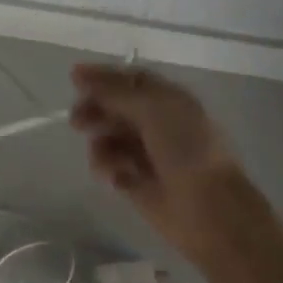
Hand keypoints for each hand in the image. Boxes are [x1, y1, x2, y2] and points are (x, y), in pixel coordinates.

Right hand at [70, 63, 246, 256]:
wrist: (208, 208)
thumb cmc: (185, 149)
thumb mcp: (151, 108)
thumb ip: (113, 91)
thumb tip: (79, 74)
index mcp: (168, 100)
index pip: (130, 79)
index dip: (103, 76)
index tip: (73, 78)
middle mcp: (158, 123)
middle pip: (116, 108)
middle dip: (95, 110)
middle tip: (76, 121)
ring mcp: (147, 154)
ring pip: (109, 138)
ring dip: (100, 143)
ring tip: (102, 157)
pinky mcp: (137, 183)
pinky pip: (111, 167)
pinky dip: (107, 168)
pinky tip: (114, 177)